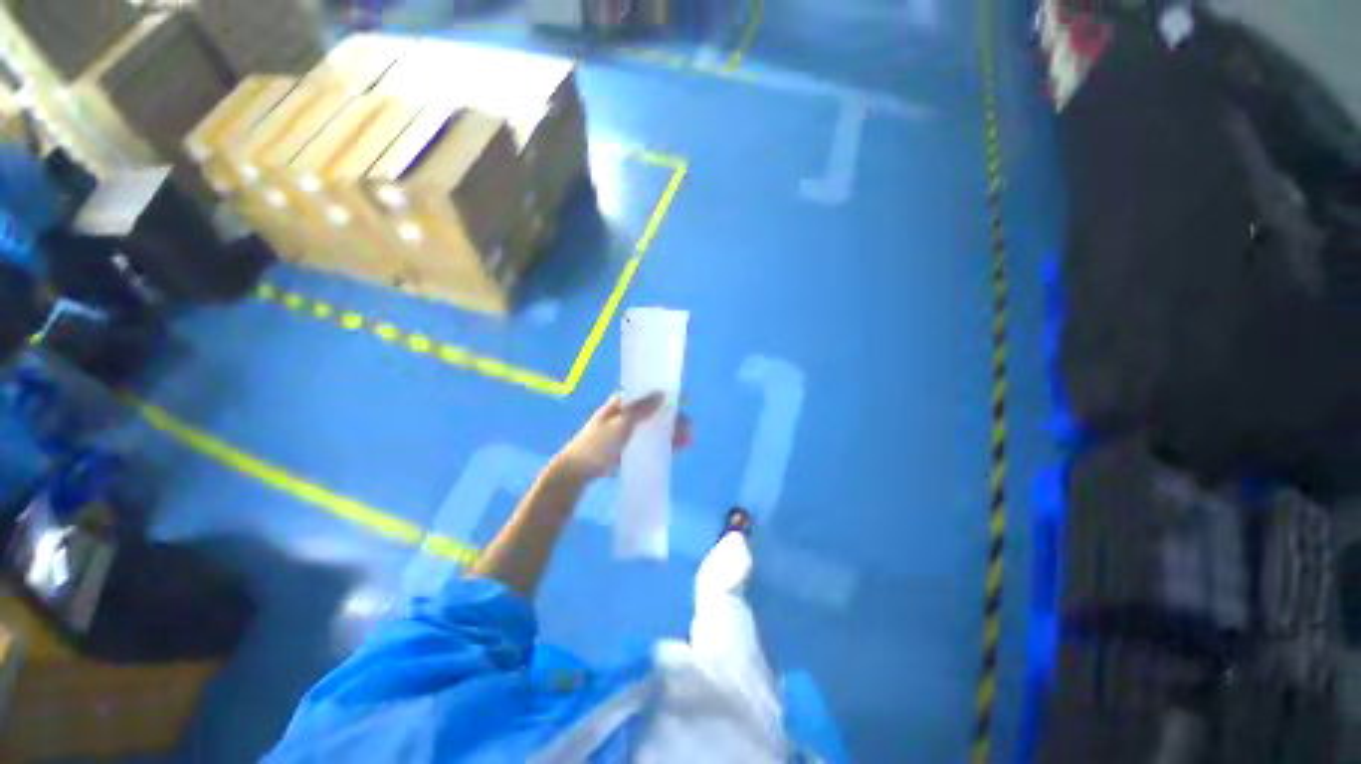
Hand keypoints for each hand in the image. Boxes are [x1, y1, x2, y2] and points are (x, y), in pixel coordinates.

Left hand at [554, 393, 692, 482]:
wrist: (576, 472)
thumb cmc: (597, 444)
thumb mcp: (620, 424)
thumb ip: (641, 409)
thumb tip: (663, 393)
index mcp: (622, 403)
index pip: (650, 394)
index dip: (668, 396)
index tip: (687, 401)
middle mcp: (626, 414)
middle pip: (655, 412)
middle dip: (674, 419)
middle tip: (690, 430)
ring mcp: (627, 431)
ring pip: (654, 428)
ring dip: (671, 432)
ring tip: (688, 441)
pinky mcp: (627, 447)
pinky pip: (649, 442)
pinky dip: (663, 444)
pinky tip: (676, 449)